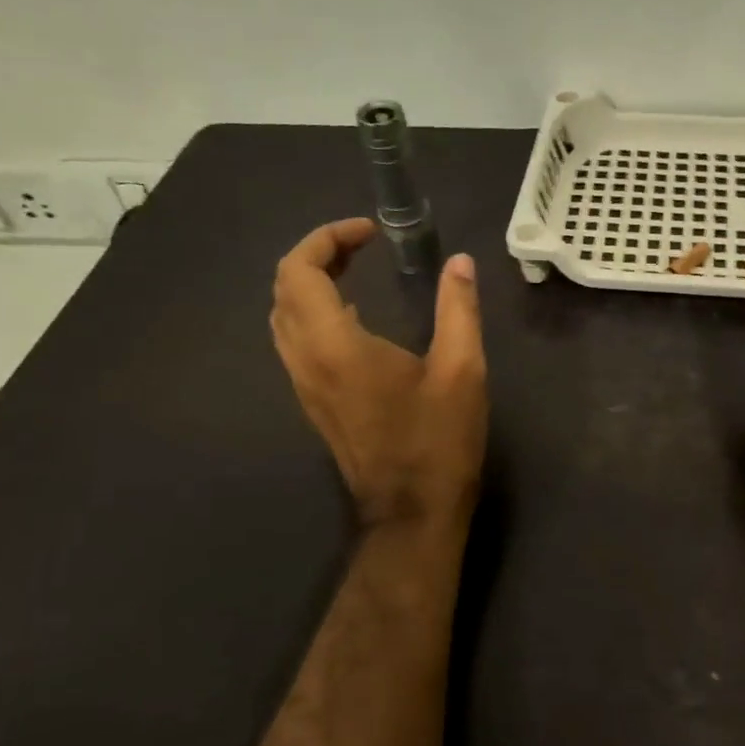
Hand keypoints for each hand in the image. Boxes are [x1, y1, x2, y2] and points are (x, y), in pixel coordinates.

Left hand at [271, 218, 488, 529]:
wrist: (412, 512)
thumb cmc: (438, 441)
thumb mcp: (462, 370)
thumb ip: (458, 309)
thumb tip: (460, 262)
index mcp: (336, 346)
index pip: (298, 272)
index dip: (326, 238)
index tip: (369, 232)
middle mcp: (306, 360)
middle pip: (283, 289)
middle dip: (317, 254)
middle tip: (363, 245)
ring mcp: (304, 384)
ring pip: (282, 316)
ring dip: (310, 282)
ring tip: (356, 269)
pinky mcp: (313, 400)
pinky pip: (294, 340)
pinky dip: (313, 310)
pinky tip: (355, 314)